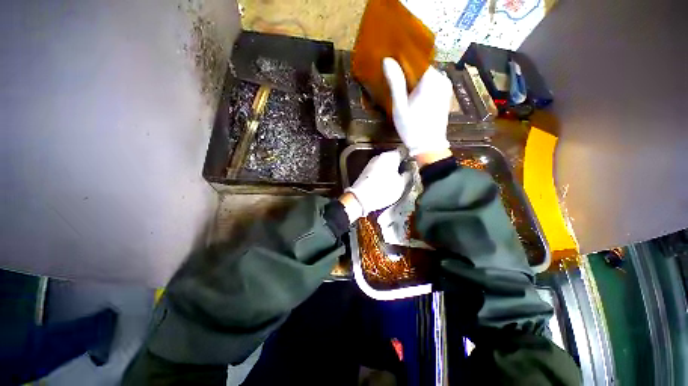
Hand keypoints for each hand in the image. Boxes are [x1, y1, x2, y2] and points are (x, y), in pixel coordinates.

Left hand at [341, 150, 408, 221]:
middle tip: (407, 175)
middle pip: (394, 157)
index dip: (411, 158)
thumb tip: (410, 169)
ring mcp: (371, 163)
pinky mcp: (366, 171)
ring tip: (397, 181)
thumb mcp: (401, 184)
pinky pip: (379, 170)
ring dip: (392, 170)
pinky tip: (386, 183)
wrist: (360, 198)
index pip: (404, 151)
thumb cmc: (383, 190)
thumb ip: (408, 174)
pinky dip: (384, 174)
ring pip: (386, 164)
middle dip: (401, 165)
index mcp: (390, 156)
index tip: (415, 166)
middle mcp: (380, 156)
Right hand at [382, 57, 452, 157]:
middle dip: (409, 71)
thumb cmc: (412, 127)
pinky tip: (413, 95)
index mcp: (430, 79)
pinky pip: (432, 83)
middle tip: (395, 78)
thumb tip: (387, 60)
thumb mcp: (400, 106)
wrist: (429, 146)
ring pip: (426, 76)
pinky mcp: (445, 95)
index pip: (416, 58)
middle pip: (421, 67)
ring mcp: (445, 87)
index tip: (392, 61)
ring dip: (415, 79)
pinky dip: (422, 85)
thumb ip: (395, 82)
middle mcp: (441, 78)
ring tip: (402, 87)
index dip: (403, 59)